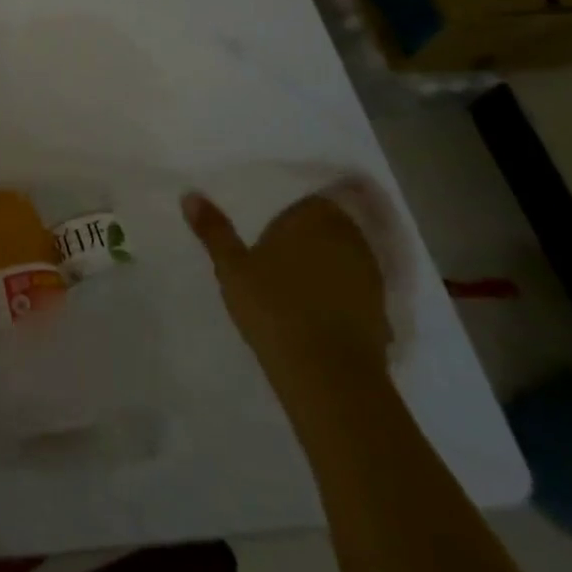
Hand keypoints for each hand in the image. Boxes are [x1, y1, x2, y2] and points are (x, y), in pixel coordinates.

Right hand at [182, 187, 391, 392]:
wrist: (329, 376)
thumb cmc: (275, 308)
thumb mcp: (232, 268)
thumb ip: (214, 230)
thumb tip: (189, 194)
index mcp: (316, 217)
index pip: (306, 198)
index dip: (288, 209)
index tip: (268, 224)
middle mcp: (350, 238)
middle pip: (328, 225)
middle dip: (307, 235)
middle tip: (276, 249)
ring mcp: (371, 276)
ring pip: (344, 257)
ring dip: (324, 264)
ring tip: (294, 281)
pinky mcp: (381, 312)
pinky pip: (355, 290)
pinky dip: (339, 294)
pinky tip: (317, 310)